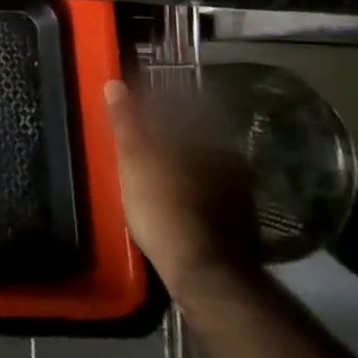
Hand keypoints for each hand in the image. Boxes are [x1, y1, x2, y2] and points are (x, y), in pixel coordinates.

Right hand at [105, 77, 262, 307]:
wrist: (205, 274)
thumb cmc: (163, 208)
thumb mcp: (135, 160)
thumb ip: (126, 122)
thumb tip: (115, 83)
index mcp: (207, 141)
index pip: (179, 113)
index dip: (154, 112)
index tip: (135, 115)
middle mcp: (230, 162)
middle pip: (194, 142)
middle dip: (171, 142)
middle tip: (143, 148)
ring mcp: (240, 196)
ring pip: (205, 171)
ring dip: (183, 170)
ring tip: (157, 179)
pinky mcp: (242, 226)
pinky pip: (212, 199)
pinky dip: (194, 197)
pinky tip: (177, 207)